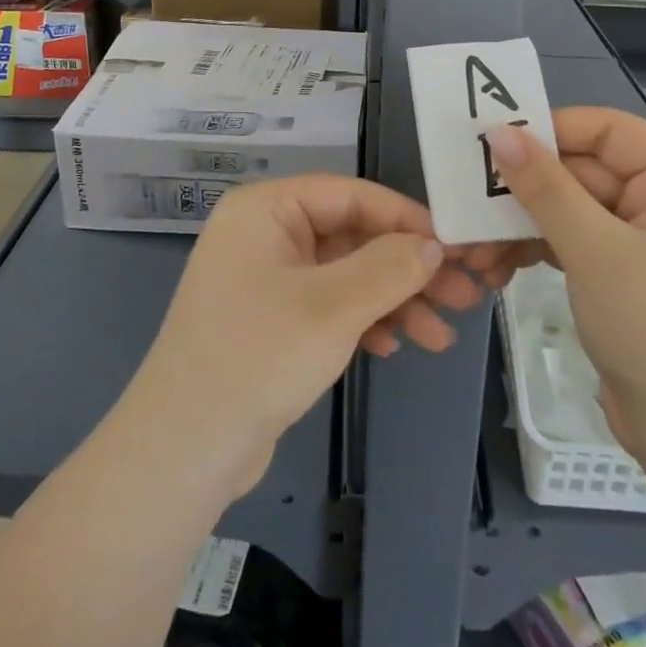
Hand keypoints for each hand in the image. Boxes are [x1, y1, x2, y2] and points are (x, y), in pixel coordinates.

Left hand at [113, 174, 496, 498]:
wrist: (182, 451)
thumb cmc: (257, 356)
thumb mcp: (332, 307)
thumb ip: (390, 267)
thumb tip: (434, 244)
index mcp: (267, 209)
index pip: (350, 195)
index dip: (405, 217)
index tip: (455, 245)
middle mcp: (265, 234)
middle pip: (352, 236)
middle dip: (407, 269)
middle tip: (463, 296)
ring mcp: (267, 279)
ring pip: (346, 275)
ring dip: (394, 301)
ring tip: (442, 336)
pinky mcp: (271, 321)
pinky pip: (329, 306)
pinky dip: (364, 322)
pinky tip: (395, 348)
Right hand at [483, 108, 645, 469]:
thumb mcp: (596, 251)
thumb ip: (545, 187)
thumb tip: (498, 132)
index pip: (609, 130)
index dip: (552, 130)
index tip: (493, 142)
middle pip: (583, 171)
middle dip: (525, 191)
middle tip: (467, 201)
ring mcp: (644, 241)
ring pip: (570, 210)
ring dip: (521, 225)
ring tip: (474, 249)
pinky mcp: (622, 276)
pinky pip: (572, 243)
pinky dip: (535, 251)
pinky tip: (497, 268)